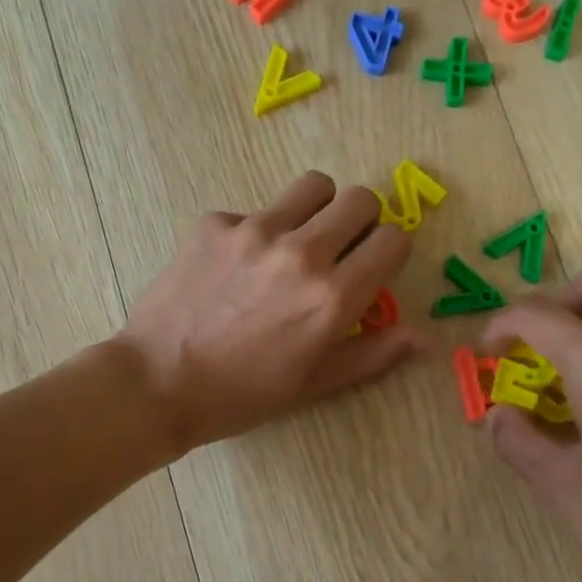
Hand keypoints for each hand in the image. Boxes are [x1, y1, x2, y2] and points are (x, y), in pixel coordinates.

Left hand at [118, 171, 429, 451]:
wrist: (158, 383)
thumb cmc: (242, 395)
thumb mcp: (314, 385)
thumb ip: (374, 354)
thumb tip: (424, 337)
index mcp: (333, 297)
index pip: (394, 240)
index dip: (390, 252)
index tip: (373, 268)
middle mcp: (301, 253)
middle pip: (360, 199)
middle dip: (362, 222)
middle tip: (341, 249)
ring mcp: (254, 231)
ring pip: (313, 186)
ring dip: (317, 209)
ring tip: (297, 241)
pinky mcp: (215, 223)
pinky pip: (254, 210)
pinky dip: (257, 231)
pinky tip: (234, 268)